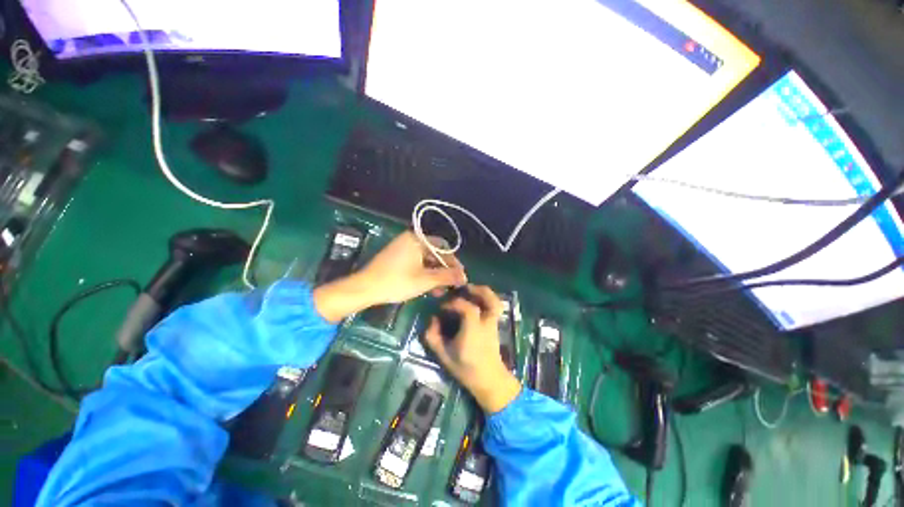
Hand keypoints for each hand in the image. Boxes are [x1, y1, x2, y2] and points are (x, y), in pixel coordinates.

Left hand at [356, 231, 466, 303]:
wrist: (365, 288)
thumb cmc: (397, 282)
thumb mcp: (425, 280)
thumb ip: (447, 276)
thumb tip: (465, 276)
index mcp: (417, 239)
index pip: (443, 247)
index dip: (454, 262)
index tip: (460, 277)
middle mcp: (410, 240)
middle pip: (434, 254)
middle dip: (444, 270)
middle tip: (451, 286)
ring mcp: (402, 248)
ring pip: (425, 260)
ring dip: (434, 274)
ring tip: (440, 291)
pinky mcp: (396, 257)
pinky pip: (416, 263)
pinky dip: (424, 273)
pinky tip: (428, 287)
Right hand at [424, 285, 520, 412]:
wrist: (489, 380)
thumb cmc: (466, 368)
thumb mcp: (444, 355)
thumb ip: (433, 337)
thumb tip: (432, 319)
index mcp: (473, 330)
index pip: (466, 308)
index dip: (453, 303)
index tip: (442, 307)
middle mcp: (486, 323)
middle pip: (489, 300)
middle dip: (476, 290)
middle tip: (462, 287)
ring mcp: (494, 323)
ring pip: (495, 302)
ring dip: (484, 292)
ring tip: (471, 289)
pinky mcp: (496, 324)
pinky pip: (495, 307)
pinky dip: (488, 299)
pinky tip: (477, 299)